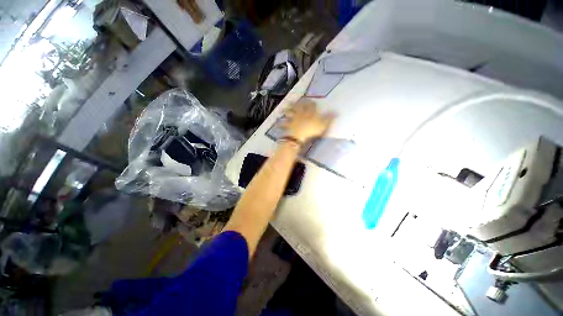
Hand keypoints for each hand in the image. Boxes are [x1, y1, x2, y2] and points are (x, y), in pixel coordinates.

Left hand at [283, 98, 334, 142]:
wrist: (298, 136)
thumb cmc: (311, 130)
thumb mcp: (323, 124)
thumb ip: (329, 118)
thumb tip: (337, 112)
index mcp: (309, 113)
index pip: (311, 106)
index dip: (311, 104)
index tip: (312, 101)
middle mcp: (300, 113)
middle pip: (299, 107)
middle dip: (298, 103)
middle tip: (296, 100)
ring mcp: (293, 119)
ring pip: (290, 112)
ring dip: (288, 110)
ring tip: (285, 108)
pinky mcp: (288, 125)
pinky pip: (283, 124)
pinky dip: (280, 124)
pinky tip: (277, 123)